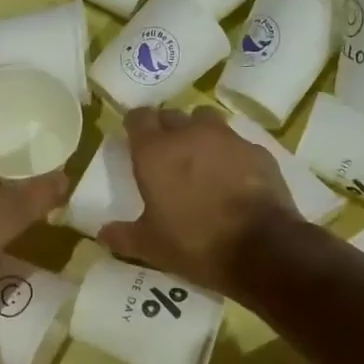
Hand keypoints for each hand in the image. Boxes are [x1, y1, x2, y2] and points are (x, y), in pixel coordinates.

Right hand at [98, 107, 297, 291]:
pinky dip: (230, 154)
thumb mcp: (151, 247)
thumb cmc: (195, 243)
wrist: (262, 248)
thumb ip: (123, 236)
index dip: (135, 126)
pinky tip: (232, 176)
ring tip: (200, 159)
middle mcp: (189, 134)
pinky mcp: (257, 150)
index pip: (138, 117)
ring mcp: (227, 139)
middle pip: (171, 115)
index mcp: (155, 151)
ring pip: (206, 121)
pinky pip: (236, 143)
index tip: (135, 140)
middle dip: (166, 129)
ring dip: (199, 133)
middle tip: (166, 154)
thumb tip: (101, 234)